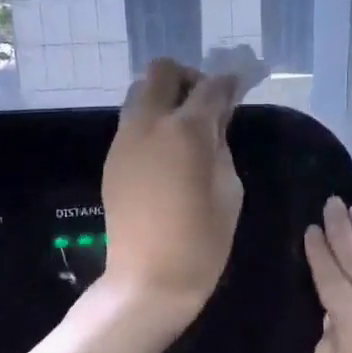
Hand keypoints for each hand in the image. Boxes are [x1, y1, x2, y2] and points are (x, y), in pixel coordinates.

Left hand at [101, 58, 244, 319]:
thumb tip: (216, 122)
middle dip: (187, 79)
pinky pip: (131, 123)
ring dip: (164, 99)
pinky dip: (150, 123)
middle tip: (205, 106)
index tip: (239, 86)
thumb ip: (222, 146)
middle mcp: (148, 123)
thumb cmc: (201, 242)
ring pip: (139, 94)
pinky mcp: (112, 159)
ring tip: (185, 131)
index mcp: (185, 130)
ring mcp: (124, 140)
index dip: (229, 82)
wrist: (148, 280)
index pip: (210, 87)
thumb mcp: (230, 191)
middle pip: (161, 72)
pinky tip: (167, 154)